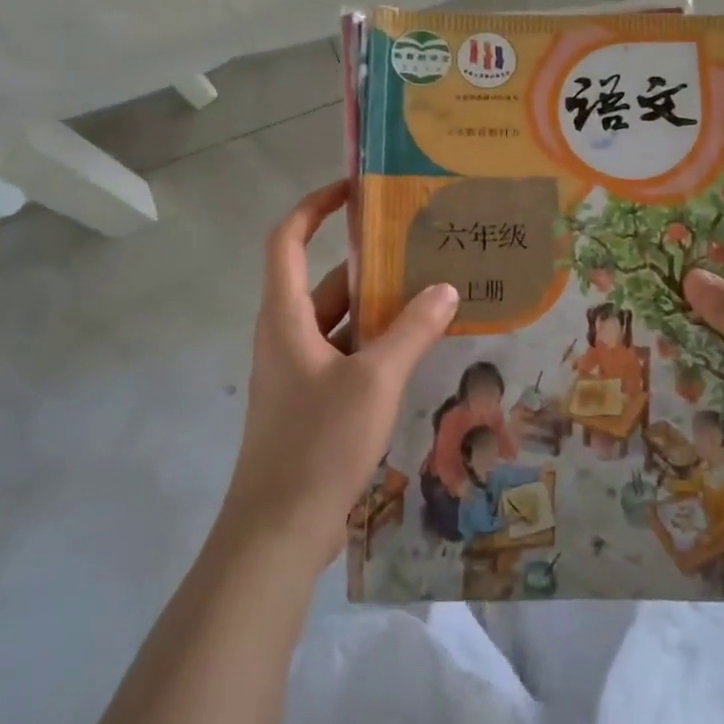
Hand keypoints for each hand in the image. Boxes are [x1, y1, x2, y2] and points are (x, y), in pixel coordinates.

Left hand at [221, 181, 457, 571]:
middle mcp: (287, 336)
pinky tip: (419, 348)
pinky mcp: (313, 403)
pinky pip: (348, 355)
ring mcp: (299, 372)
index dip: (314, 207)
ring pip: (340, 321)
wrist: (278, 532)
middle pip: (324, 281)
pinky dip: (378, 344)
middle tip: (420, 245)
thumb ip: (412, 330)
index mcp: (285, 317)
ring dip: (379, 306)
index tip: (355, 191)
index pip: (287, 240)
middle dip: (368, 260)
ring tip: (432, 290)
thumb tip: (446, 288)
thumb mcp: (374, 380)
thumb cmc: (318, 443)